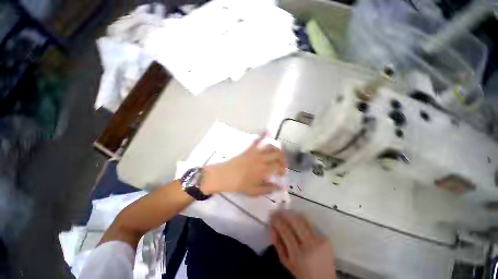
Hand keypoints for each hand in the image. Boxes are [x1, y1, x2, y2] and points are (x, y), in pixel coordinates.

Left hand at [201, 132, 286, 195]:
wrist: (224, 176)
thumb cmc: (239, 185)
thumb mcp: (254, 191)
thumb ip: (268, 189)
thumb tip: (280, 187)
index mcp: (264, 170)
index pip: (279, 167)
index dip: (283, 169)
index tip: (283, 173)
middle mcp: (262, 159)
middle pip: (278, 154)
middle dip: (283, 158)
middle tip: (282, 163)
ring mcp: (255, 153)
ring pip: (270, 147)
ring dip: (277, 149)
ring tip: (277, 154)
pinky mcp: (249, 149)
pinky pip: (257, 141)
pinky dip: (263, 136)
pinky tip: (268, 132)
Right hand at [271, 210, 335, 278]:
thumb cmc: (301, 273)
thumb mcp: (286, 262)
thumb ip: (278, 244)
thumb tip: (273, 227)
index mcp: (298, 254)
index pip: (285, 231)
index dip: (277, 221)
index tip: (272, 216)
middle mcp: (310, 245)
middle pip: (295, 222)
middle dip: (284, 214)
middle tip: (278, 211)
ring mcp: (319, 240)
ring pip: (303, 220)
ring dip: (293, 214)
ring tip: (286, 213)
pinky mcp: (326, 239)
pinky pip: (311, 225)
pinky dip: (301, 221)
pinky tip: (296, 221)